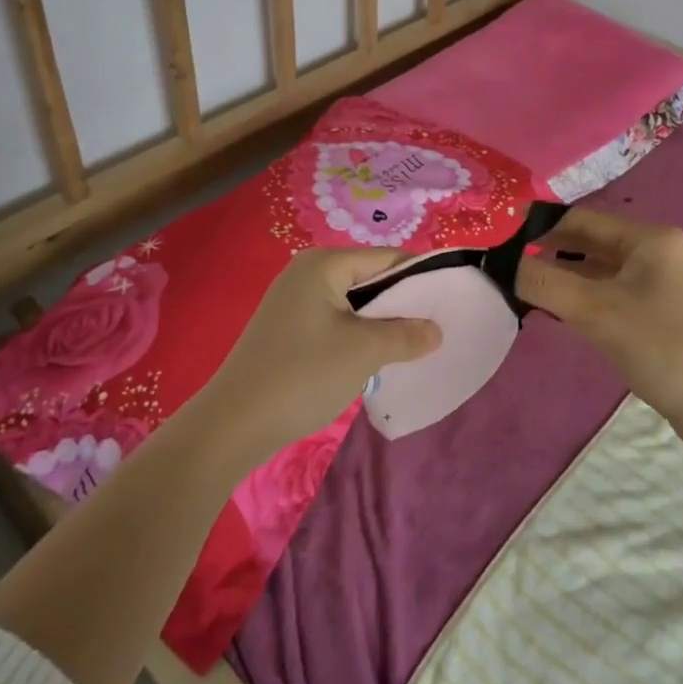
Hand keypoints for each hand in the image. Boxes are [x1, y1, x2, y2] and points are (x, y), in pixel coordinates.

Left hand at [194, 248, 440, 465]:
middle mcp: (306, 272)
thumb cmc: (302, 375)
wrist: (232, 425)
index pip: (386, 258)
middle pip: (369, 277)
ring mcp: (293, 301)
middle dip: (401, 303)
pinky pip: (335, 320)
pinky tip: (373, 358)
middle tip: (434, 328)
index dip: (420, 277)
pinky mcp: (287, 328)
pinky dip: (357, 334)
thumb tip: (435, 331)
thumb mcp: (364, 352)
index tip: (450, 301)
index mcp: (323, 264)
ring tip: (410, 345)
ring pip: (353, 302)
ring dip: (380, 322)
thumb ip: (406, 335)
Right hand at [515, 208, 682, 445]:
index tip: (502, 243)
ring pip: (597, 268)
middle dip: (549, 254)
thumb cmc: (660, 347)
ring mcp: (658, 280)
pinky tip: (556, 310)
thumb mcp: (595, 312)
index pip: (581, 219)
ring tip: (524, 290)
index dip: (540, 228)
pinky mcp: (656, 308)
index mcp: (648, 237)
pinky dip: (582, 296)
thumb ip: (544, 283)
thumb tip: (503, 263)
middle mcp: (655, 249)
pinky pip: (609, 290)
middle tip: (507, 269)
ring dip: (563, 277)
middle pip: (589, 242)